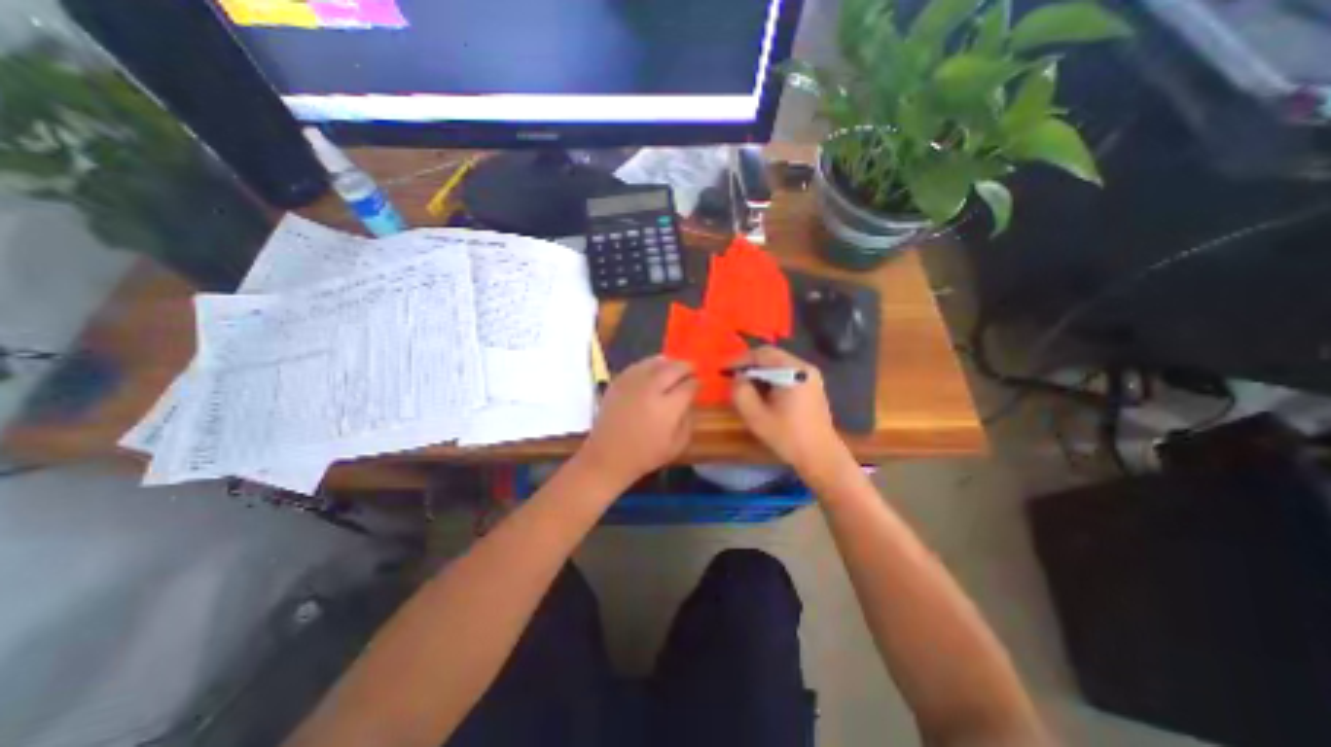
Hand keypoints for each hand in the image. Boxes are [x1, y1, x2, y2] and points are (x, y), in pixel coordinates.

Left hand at [582, 355, 695, 490]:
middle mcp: (651, 390)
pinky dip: (649, 364)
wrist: (608, 456)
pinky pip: (638, 365)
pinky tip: (653, 369)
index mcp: (668, 408)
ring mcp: (633, 383)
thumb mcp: (676, 445)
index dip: (697, 383)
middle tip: (691, 370)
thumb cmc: (645, 455)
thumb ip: (688, 421)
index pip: (688, 386)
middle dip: (686, 367)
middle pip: (673, 369)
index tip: (699, 384)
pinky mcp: (618, 382)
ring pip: (655, 362)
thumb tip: (690, 402)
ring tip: (674, 366)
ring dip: (669, 362)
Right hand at [726, 348, 851, 477]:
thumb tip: (737, 378)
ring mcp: (811, 376)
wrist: (821, 456)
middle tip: (733, 378)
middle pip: (771, 356)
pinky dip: (771, 379)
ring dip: (760, 373)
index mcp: (794, 371)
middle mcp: (805, 368)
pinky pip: (787, 373)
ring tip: (745, 387)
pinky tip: (762, 394)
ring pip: (778, 365)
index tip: (724, 370)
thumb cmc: (788, 436)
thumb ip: (741, 392)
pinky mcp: (812, 385)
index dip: (740, 360)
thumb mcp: (756, 416)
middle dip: (750, 366)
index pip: (762, 353)